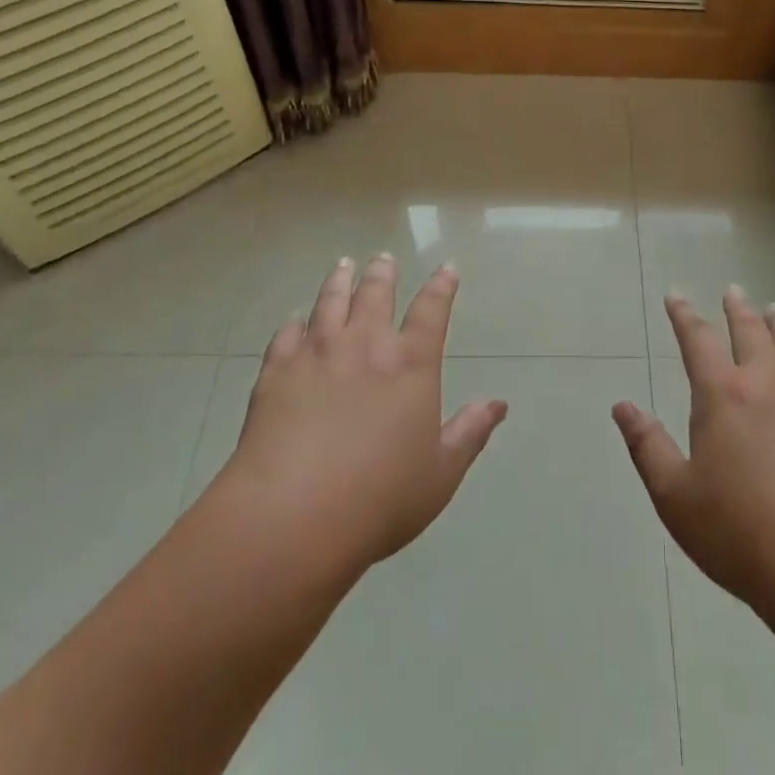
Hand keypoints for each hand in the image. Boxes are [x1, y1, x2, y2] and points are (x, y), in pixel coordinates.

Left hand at [215, 255, 507, 575]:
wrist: (292, 516)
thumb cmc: (380, 499)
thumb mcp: (440, 473)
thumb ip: (470, 432)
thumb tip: (498, 404)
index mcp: (410, 365)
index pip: (431, 311)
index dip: (441, 287)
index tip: (447, 268)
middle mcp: (365, 346)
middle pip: (375, 295)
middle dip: (382, 274)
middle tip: (383, 259)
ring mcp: (316, 355)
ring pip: (330, 303)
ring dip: (339, 281)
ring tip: (343, 266)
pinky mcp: (275, 373)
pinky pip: (286, 336)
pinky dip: (293, 323)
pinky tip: (294, 319)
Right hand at [614, 288, 774, 618]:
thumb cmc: (741, 532)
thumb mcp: (676, 496)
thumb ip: (648, 447)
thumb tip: (622, 406)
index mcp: (721, 395)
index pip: (698, 340)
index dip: (684, 315)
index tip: (676, 295)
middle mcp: (765, 383)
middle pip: (751, 331)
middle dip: (737, 309)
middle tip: (733, 290)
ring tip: (774, 309)